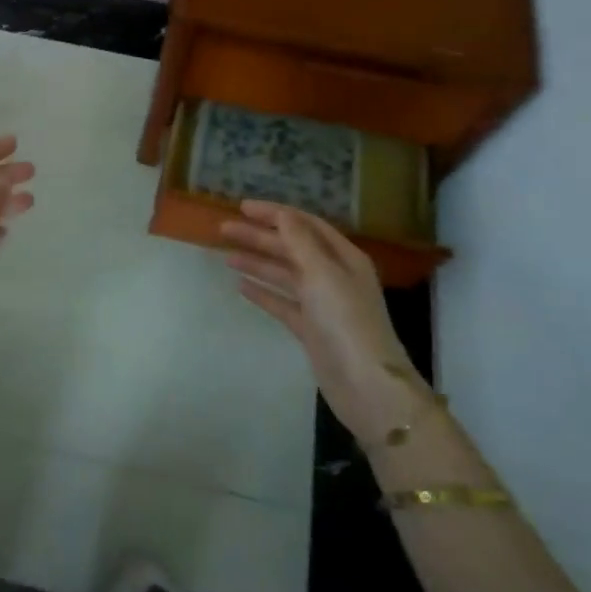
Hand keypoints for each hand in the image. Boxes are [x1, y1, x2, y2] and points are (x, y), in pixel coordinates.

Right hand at [221, 202, 431, 448]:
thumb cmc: (346, 321)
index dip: (275, 213)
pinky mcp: (310, 329)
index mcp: (343, 258)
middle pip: (292, 248)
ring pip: (284, 275)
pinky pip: (282, 302)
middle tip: (224, 229)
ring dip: (257, 262)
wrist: (365, 384)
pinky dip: (262, 292)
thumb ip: (300, 241)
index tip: (243, 206)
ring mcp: (321, 304)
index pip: (305, 225)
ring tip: (226, 255)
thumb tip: (282, 213)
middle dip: (259, 236)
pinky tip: (241, 286)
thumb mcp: (322, 273)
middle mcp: (333, 276)